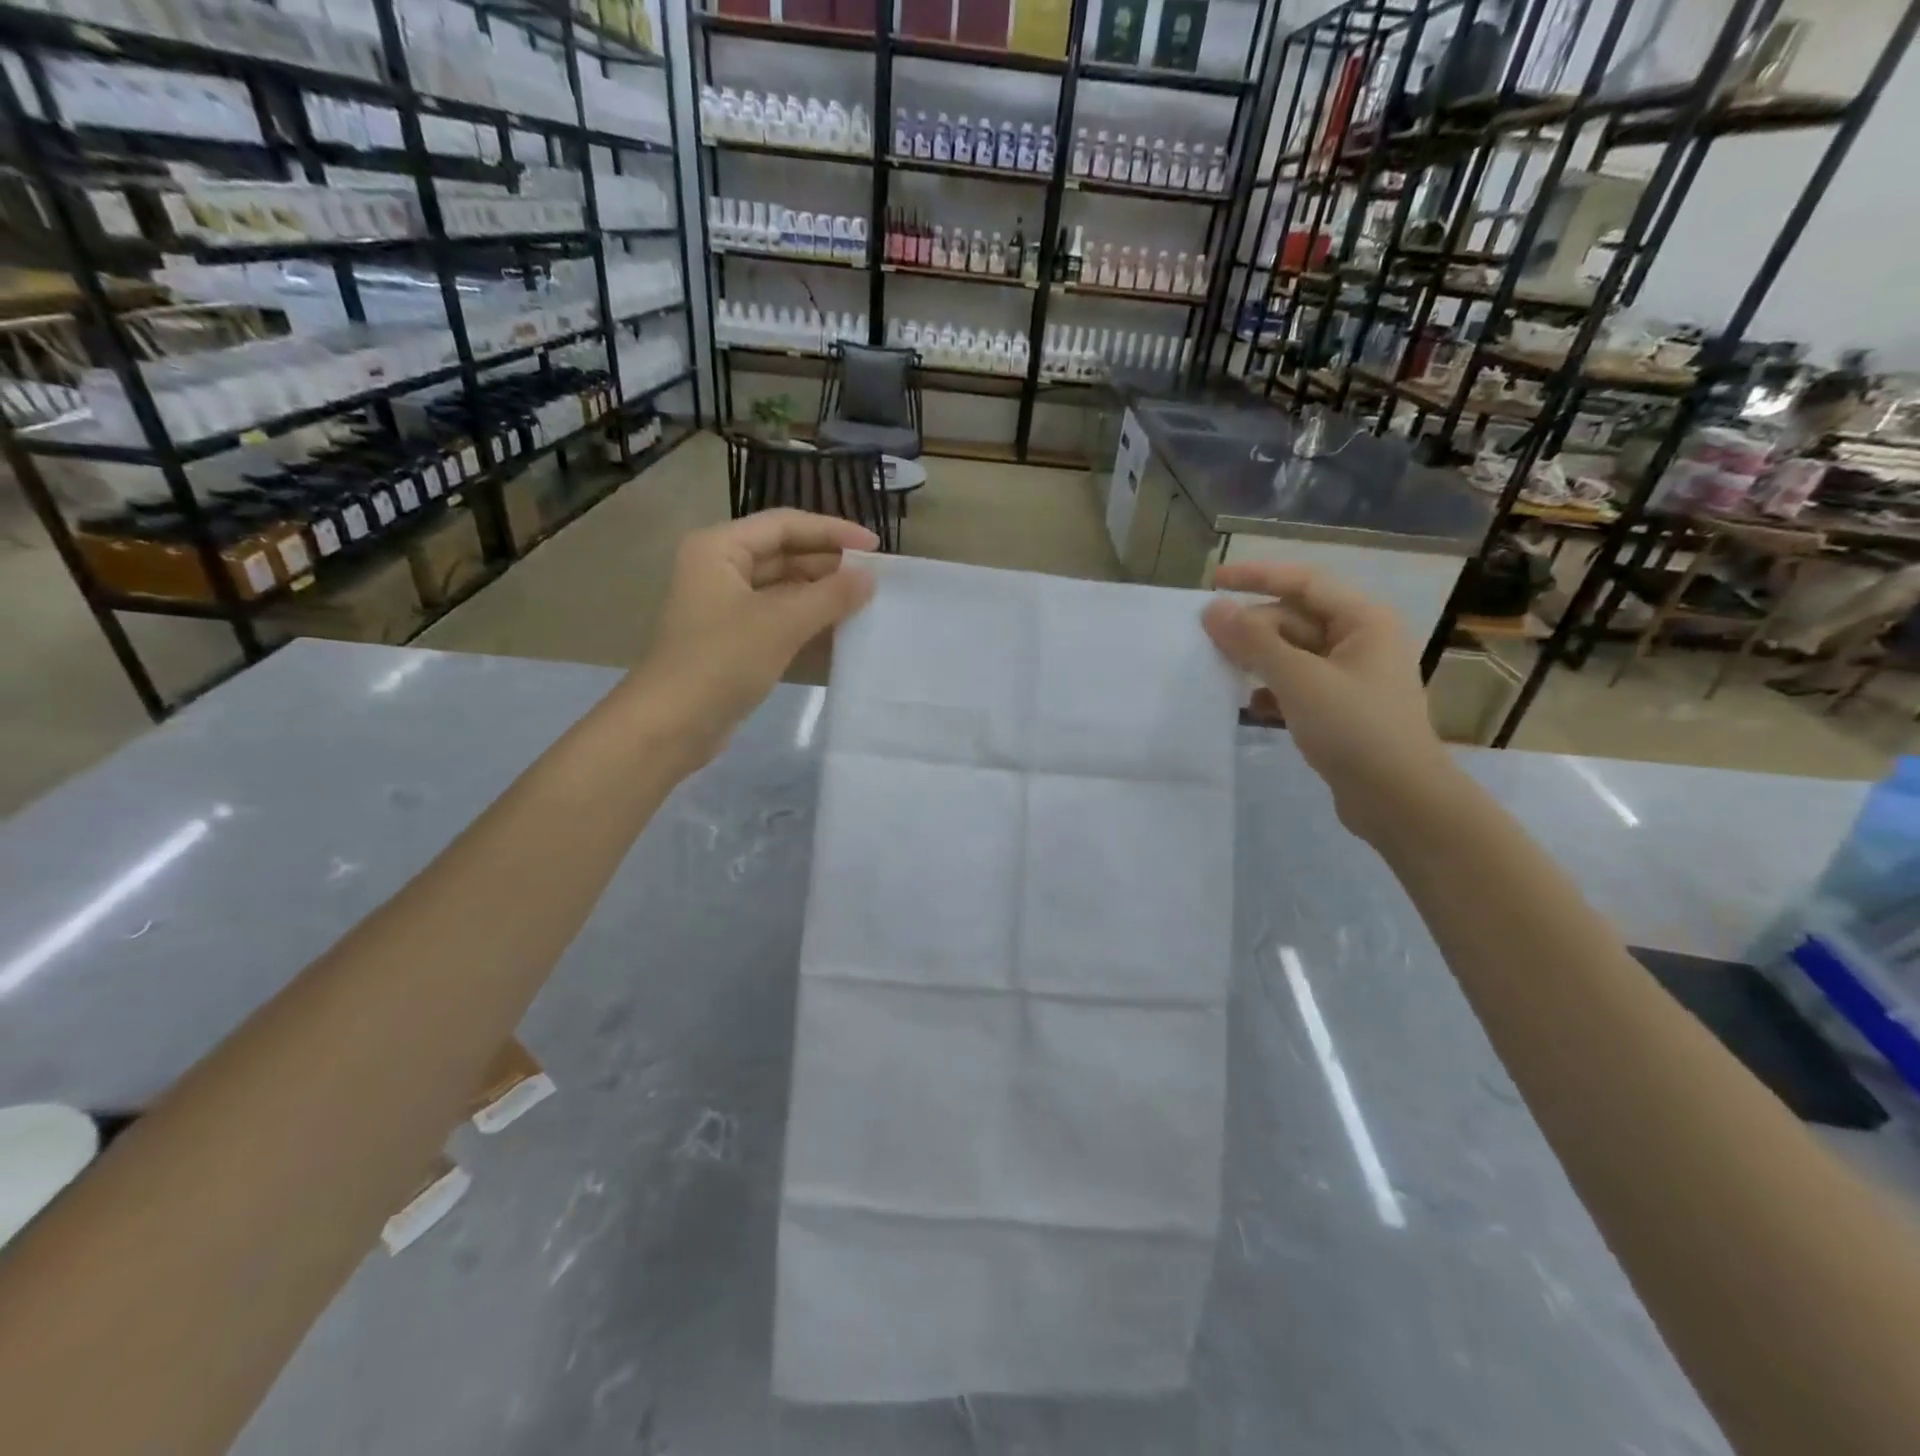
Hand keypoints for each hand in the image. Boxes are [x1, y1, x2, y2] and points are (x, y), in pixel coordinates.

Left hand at [626, 510, 875, 767]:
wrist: (672, 725)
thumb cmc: (722, 661)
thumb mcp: (782, 622)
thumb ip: (831, 595)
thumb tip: (870, 578)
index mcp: (719, 548)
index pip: (785, 524)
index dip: (832, 531)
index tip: (875, 548)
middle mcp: (720, 569)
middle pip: (784, 554)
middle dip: (829, 566)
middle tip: (875, 580)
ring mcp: (726, 607)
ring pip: (784, 589)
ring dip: (822, 596)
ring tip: (865, 604)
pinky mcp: (734, 640)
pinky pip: (779, 619)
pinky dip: (808, 622)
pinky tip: (841, 632)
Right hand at [1202, 562, 1457, 840]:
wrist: (1399, 800)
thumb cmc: (1354, 729)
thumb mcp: (1298, 680)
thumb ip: (1252, 641)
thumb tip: (1212, 609)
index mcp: (1363, 620)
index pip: (1304, 582)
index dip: (1258, 577)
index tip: (1213, 581)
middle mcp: (1361, 641)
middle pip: (1296, 619)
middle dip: (1253, 627)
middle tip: (1208, 639)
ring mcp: (1352, 677)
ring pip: (1294, 654)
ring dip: (1258, 659)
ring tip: (1219, 668)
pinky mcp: (1342, 709)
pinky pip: (1298, 685)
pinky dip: (1272, 690)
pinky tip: (1250, 704)